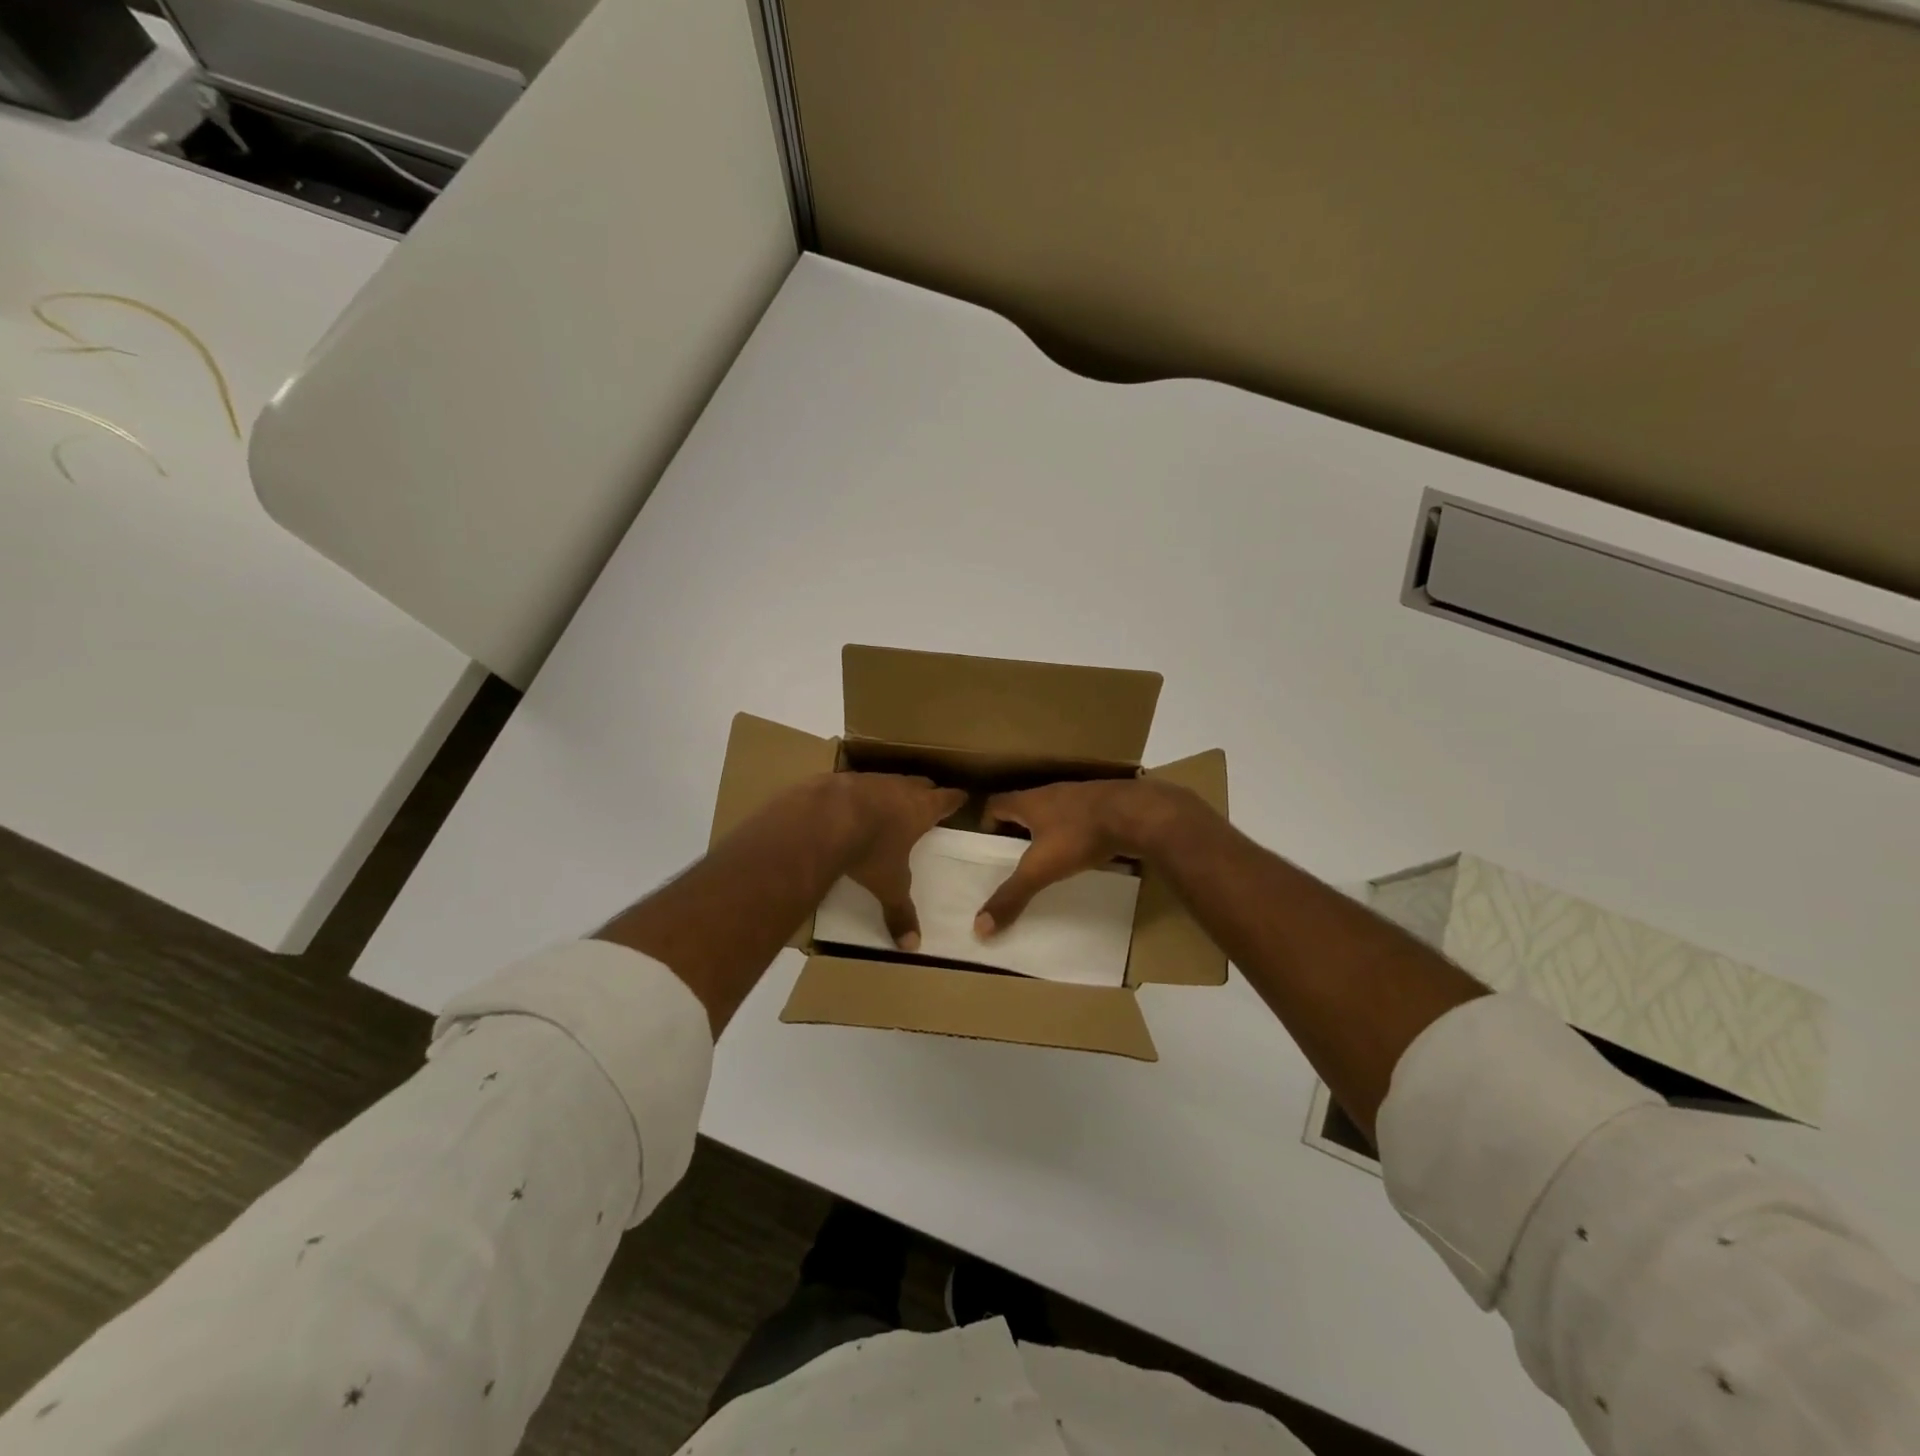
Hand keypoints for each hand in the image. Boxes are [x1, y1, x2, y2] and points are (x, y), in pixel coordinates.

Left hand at [834, 774, 966, 949]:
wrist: (824, 818)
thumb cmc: (870, 850)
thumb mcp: (888, 885)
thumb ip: (900, 912)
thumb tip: (912, 946)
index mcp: (921, 809)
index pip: (947, 799)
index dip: (955, 800)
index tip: (961, 798)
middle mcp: (900, 788)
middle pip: (921, 783)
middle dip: (926, 792)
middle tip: (928, 801)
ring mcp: (871, 779)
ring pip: (889, 781)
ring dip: (891, 791)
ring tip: (887, 806)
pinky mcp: (842, 779)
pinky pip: (857, 784)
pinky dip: (858, 794)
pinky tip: (849, 808)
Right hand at [975, 778, 1203, 935]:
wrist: (1136, 814)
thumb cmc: (1079, 836)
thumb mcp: (1041, 869)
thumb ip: (1012, 896)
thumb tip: (979, 927)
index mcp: (1029, 802)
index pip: (996, 803)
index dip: (987, 822)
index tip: (987, 845)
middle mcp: (1051, 793)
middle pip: (1024, 806)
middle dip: (1017, 829)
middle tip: (1013, 856)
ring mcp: (1080, 796)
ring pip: (1054, 811)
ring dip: (1047, 829)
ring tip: (1047, 856)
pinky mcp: (1105, 804)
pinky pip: (1081, 817)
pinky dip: (1075, 832)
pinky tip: (1082, 851)